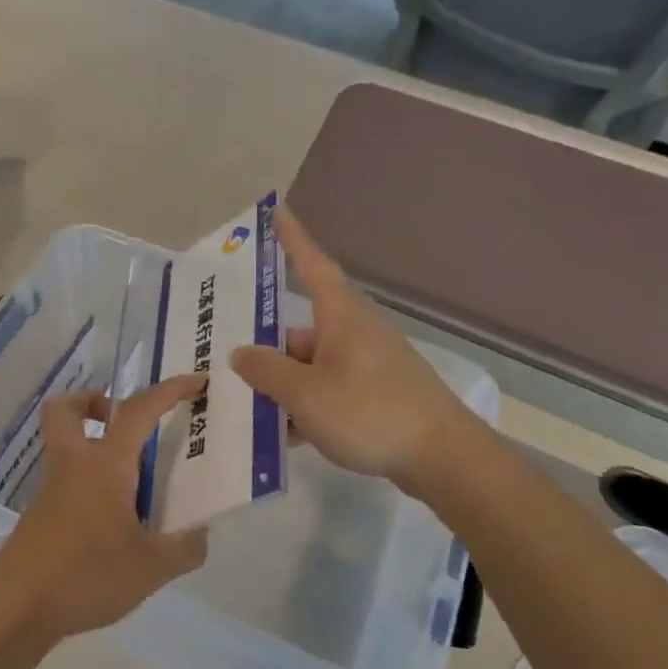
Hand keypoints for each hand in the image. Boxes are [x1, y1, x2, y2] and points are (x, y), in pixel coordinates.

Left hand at [0, 376, 209, 639]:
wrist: (17, 607)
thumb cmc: (87, 575)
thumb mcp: (151, 567)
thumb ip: (184, 548)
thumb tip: (200, 535)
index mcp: (105, 464)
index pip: (138, 410)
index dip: (169, 390)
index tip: (196, 382)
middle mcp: (73, 465)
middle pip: (66, 409)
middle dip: (94, 401)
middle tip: (125, 423)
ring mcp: (51, 489)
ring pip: (66, 445)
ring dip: (95, 446)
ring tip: (134, 483)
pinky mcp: (40, 515)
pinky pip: (67, 480)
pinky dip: (91, 484)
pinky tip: (115, 522)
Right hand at [231, 207, 471, 488]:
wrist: (442, 458)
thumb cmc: (370, 412)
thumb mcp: (305, 394)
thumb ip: (267, 371)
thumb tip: (241, 354)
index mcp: (341, 317)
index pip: (311, 265)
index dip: (292, 238)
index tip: (276, 210)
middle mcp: (354, 333)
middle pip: (298, 332)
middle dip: (265, 350)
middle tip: (225, 362)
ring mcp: (366, 366)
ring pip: (310, 368)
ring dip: (281, 386)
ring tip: (243, 411)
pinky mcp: (374, 396)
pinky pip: (327, 392)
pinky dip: (304, 408)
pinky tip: (280, 437)